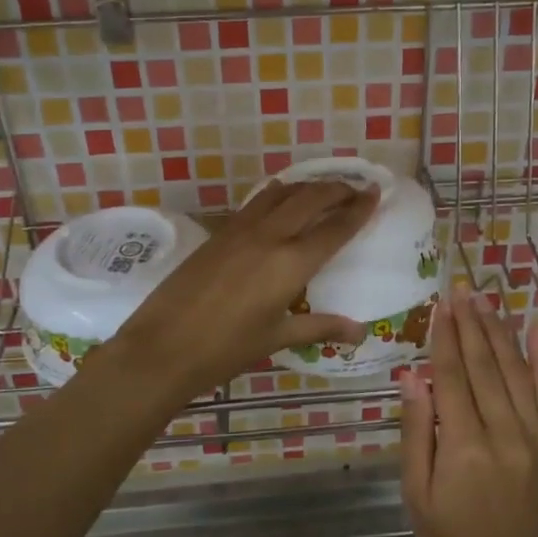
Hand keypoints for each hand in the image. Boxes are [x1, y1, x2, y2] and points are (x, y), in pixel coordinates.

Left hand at [107, 180, 377, 403]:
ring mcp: (240, 230)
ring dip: (306, 186)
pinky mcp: (218, 233)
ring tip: (322, 189)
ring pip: (281, 193)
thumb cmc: (225, 350)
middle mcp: (269, 236)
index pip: (334, 227)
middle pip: (310, 198)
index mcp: (291, 263)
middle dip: (337, 188)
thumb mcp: (276, 338)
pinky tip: (280, 202)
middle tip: (355, 188)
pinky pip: (257, 203)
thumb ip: (320, 327)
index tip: (375, 192)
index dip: (358, 208)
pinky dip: (278, 195)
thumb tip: (359, 332)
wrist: (162, 347)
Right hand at [401, 283, 537, 536]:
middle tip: (461, 288)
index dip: (445, 337)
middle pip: (483, 365)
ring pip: (514, 370)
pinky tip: (536, 330)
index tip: (440, 304)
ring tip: (486, 300)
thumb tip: (411, 378)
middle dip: (470, 324)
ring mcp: (532, 435)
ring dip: (498, 331)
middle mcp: (502, 431)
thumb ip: (417, 433)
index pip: (452, 377)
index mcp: (463, 445)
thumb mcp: (418, 494)